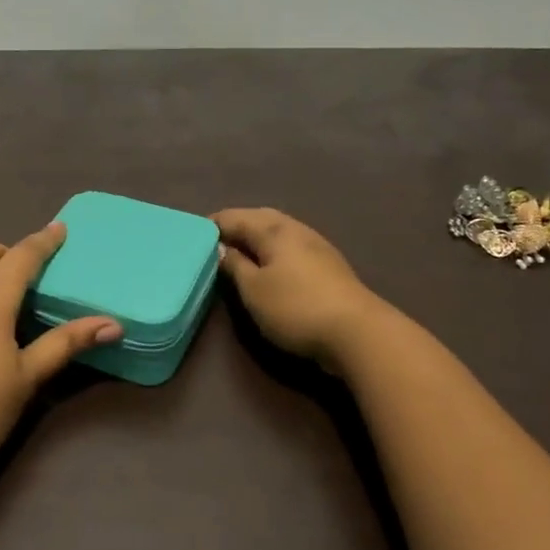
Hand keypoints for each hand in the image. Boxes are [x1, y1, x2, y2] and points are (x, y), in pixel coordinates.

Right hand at [214, 207, 393, 373]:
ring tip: (237, 252)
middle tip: (214, 240)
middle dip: (236, 225)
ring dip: (256, 237)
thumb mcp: (254, 290)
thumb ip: (234, 266)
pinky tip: (269, 265)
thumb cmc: (295, 308)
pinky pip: (291, 247)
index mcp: (274, 230)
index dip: (212, 224)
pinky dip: (273, 250)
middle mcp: (296, 230)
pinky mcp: (328, 266)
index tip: (193, 234)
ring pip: (278, 232)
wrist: (357, 332)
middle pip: (260, 218)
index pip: (235, 217)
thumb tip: (221, 248)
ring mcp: (317, 246)